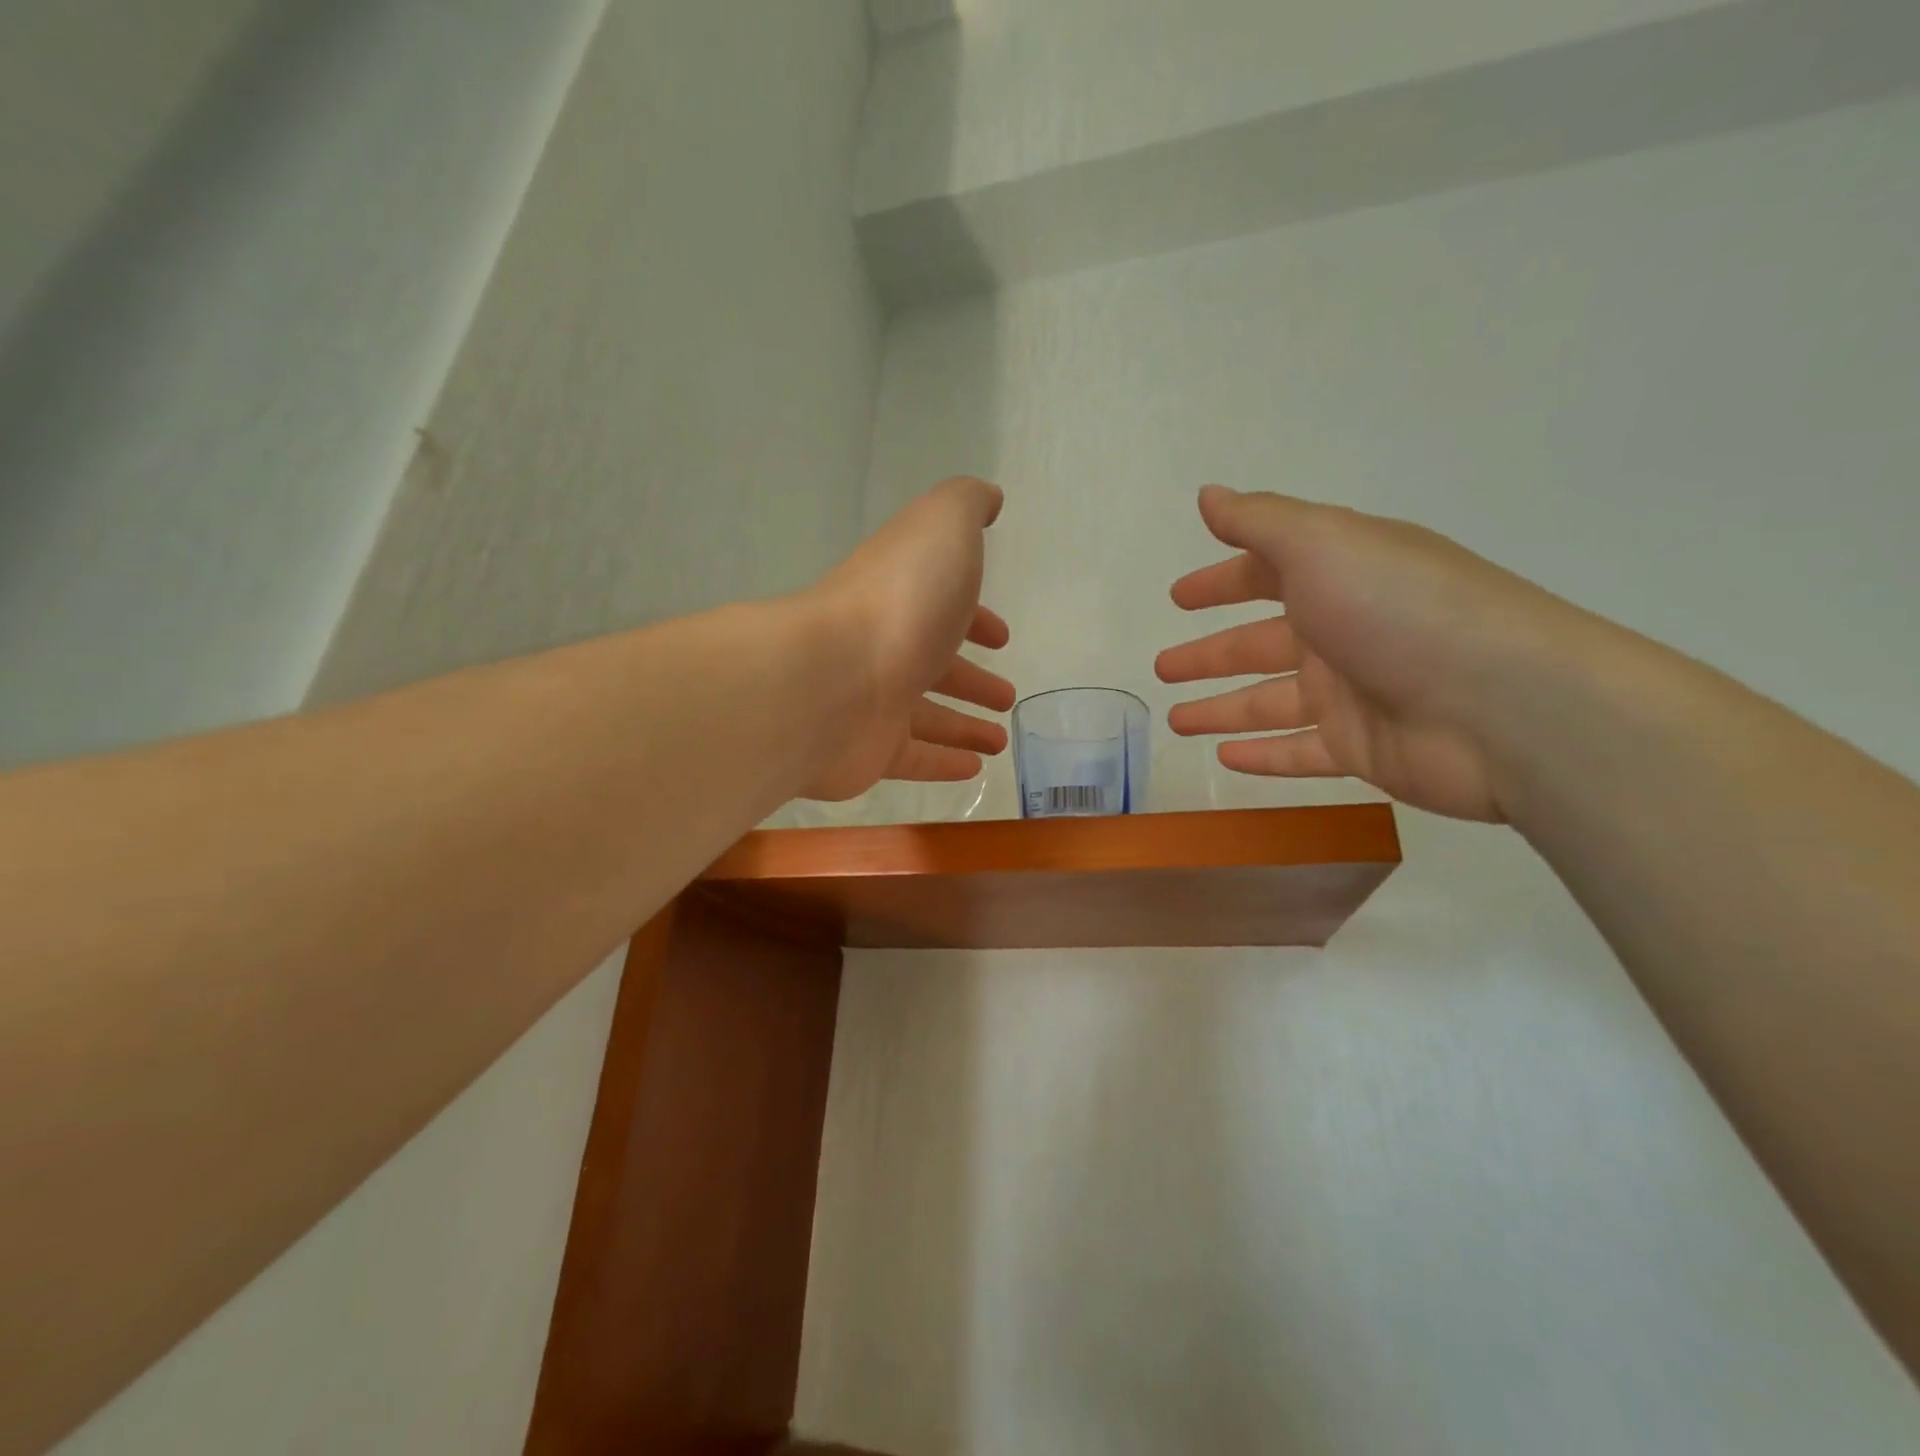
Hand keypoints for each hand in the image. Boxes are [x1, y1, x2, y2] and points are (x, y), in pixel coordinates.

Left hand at [801, 477, 1015, 801]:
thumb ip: (966, 505)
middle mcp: (885, 647)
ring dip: (964, 725)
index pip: (943, 608)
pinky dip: (944, 762)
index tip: (1002, 638)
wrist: (830, 678)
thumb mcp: (942, 528)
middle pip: (935, 665)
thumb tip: (988, 497)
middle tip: (1005, 697)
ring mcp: (873, 701)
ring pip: (926, 716)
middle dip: (971, 679)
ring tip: (1000, 740)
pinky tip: (975, 768)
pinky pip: (912, 758)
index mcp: (904, 597)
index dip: (976, 620)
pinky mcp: (868, 751)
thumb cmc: (899, 601)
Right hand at [1156, 486, 1585, 822]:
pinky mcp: (1363, 749)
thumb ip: (1259, 522)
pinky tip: (1223, 758)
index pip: (1266, 575)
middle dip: (1209, 654)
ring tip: (1175, 721)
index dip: (1220, 583)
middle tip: (1163, 668)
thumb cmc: (1401, 610)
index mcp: (1338, 576)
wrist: (1506, 707)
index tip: (1178, 598)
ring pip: (1269, 702)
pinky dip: (1263, 755)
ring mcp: (1354, 694)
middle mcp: (1343, 631)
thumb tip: (1208, 495)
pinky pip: (1299, 751)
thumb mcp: (1323, 544)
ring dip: (1221, 709)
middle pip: (1259, 645)